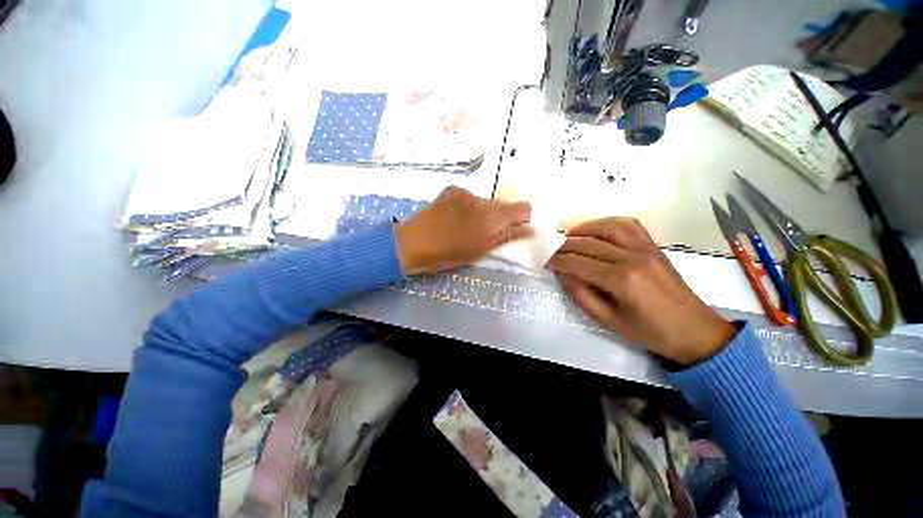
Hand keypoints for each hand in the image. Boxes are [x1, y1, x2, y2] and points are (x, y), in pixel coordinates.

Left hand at [395, 187, 531, 274]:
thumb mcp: (480, 250)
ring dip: (484, 212)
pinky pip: (471, 197)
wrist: (413, 242)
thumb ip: (506, 237)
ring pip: (486, 201)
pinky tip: (456, 217)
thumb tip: (530, 229)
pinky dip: (470, 207)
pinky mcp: (452, 189)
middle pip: (504, 204)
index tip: (513, 228)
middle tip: (486, 232)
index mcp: (491, 219)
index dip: (521, 218)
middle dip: (501, 217)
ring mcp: (465, 192)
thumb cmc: (448, 254)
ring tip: (467, 226)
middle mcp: (482, 200)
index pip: (522, 208)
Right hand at [547, 218, 735, 364]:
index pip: (578, 263)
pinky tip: (596, 229)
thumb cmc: (648, 331)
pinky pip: (629, 224)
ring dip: (584, 228)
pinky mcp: (653, 246)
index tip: (544, 260)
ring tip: (568, 235)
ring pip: (607, 227)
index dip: (557, 260)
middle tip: (550, 249)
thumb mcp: (606, 320)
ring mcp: (645, 248)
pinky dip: (608, 222)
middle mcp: (632, 258)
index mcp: (621, 280)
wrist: (693, 331)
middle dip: (564, 245)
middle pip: (589, 243)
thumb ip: (580, 294)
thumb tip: (562, 273)